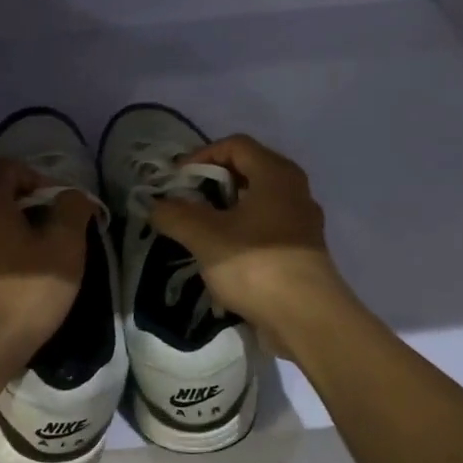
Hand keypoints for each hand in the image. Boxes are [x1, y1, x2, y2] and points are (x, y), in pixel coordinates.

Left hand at [0, 158, 99, 378]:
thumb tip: (73, 196)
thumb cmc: (25, 292)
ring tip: (35, 243)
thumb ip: (73, 210)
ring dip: (8, 217)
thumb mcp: (65, 248)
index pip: (13, 167)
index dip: (43, 180)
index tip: (64, 208)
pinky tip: (14, 262)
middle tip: (50, 222)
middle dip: (23, 197)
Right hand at [149, 134, 350, 358]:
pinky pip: (265, 230)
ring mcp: (301, 223)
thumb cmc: (256, 265)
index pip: (235, 145)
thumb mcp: (204, 237)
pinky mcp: (301, 252)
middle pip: (247, 172)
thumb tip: (156, 206)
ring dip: (224, 212)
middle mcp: (294, 191)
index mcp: (276, 174)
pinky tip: (221, 257)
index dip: (200, 156)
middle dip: (210, 185)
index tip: (175, 181)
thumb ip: (175, 215)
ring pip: (256, 203)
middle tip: (183, 204)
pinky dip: (240, 234)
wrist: (306, 318)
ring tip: (197, 232)